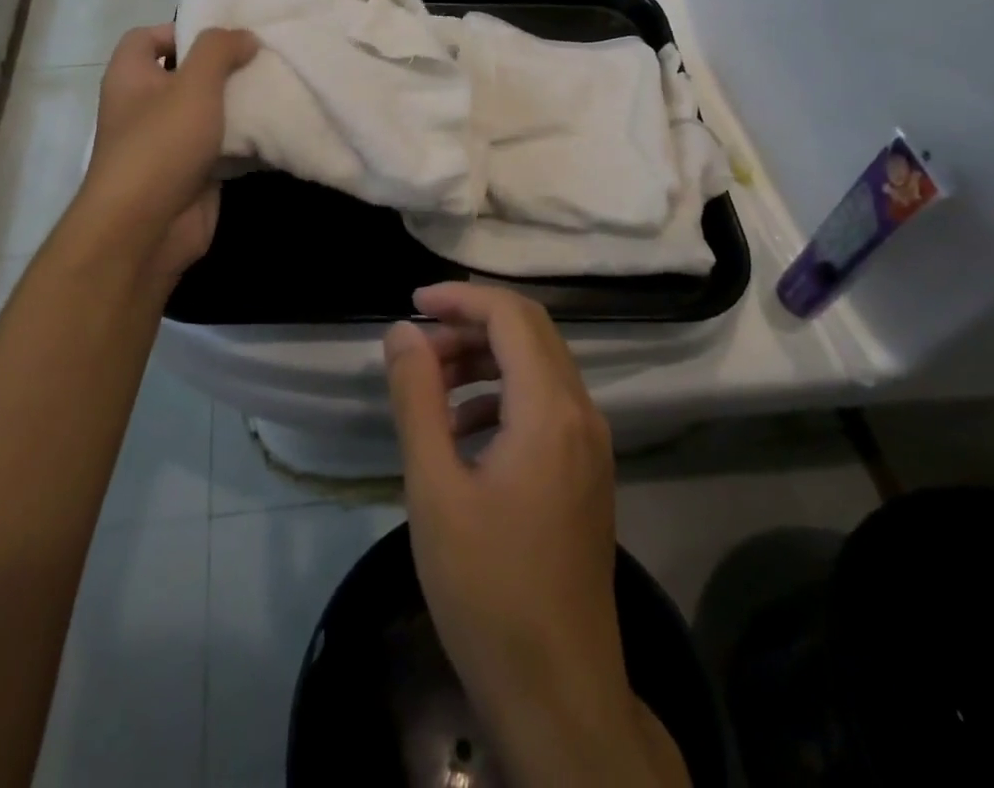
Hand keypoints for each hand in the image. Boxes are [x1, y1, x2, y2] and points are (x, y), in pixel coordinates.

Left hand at [72, 23, 257, 287]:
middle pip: (186, 74)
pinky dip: (247, 139)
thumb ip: (219, 50)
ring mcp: (170, 142)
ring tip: (279, 86)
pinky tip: (278, 127)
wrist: (147, 228)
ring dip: (241, 103)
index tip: (224, 36)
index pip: (147, 37)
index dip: (182, 30)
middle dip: (224, 67)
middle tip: (264, 58)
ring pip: (210, 112)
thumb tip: (244, 37)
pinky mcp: (194, 172)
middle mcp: (146, 106)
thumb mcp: (193, 83)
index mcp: (131, 77)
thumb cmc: (161, 144)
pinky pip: (224, 146)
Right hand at [384, 283, 687, 787]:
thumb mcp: (435, 488)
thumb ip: (417, 398)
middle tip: (416, 344)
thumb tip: (402, 332)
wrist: (559, 696)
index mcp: (550, 409)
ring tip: (430, 385)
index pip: (511, 315)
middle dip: (470, 324)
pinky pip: (545, 405)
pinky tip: (462, 431)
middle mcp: (582, 414)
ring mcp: (591, 445)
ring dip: (484, 359)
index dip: (460, 298)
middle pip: (530, 332)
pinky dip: (502, 395)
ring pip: (539, 367)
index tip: (411, 304)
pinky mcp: (586, 473)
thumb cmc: (488, 590)